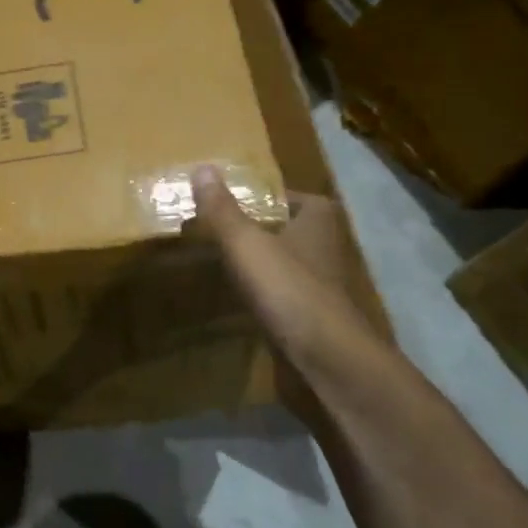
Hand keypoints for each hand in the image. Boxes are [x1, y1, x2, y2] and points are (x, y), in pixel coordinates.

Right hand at [191, 166, 371, 419]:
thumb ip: (222, 210)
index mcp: (318, 223)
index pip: (300, 198)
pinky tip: (238, 300)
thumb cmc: (289, 290)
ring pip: (289, 266)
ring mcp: (322, 289)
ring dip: (264, 265)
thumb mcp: (246, 244)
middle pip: (293, 231)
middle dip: (264, 229)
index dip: (272, 197)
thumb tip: (202, 167)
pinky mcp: (312, 320)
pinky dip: (265, 296)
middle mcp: (326, 251)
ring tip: (223, 262)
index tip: (239, 201)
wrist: (326, 361)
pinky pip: (284, 298)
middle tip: (222, 229)